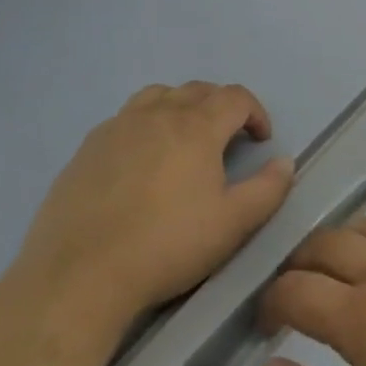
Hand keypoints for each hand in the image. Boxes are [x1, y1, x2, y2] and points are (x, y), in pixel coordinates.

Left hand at [15, 82, 295, 322]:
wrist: (80, 275)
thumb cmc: (167, 246)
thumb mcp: (233, 224)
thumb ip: (268, 189)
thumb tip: (285, 162)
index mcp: (196, 127)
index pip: (235, 97)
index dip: (256, 112)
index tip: (261, 140)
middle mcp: (157, 114)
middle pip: (197, 90)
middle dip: (220, 106)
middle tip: (228, 138)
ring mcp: (116, 128)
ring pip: (156, 96)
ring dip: (179, 106)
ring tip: (182, 138)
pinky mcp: (86, 149)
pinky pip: (123, 120)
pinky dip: (143, 126)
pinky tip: (139, 162)